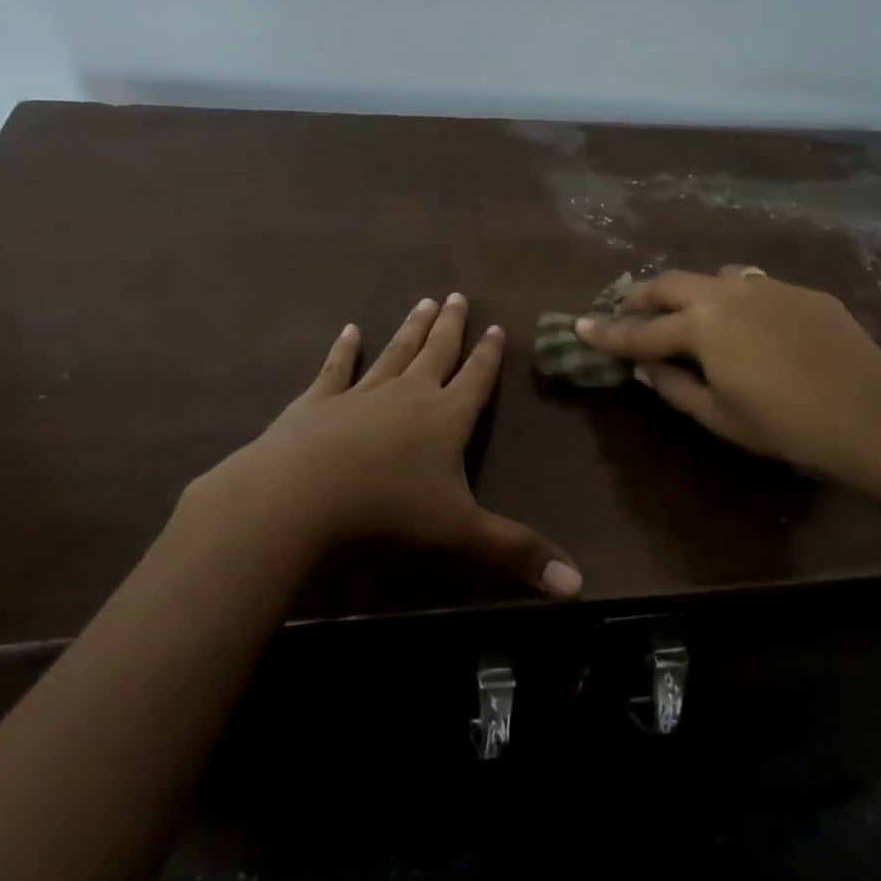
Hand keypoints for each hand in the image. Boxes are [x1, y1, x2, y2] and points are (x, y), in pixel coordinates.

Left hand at [175, 294, 582, 596]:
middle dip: (451, 326)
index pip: (476, 378)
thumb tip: (579, 584)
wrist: (301, 495)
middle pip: (437, 352)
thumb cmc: (388, 510)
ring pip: (395, 352)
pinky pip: (336, 369)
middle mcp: (409, 394)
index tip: (495, 325)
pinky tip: (349, 330)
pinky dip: (343, 349)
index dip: (489, 354)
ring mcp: (361, 393)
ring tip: (424, 301)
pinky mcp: (319, 402)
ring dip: (411, 328)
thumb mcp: (460, 531)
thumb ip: (517, 551)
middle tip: (457, 296)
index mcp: (446, 417)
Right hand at [576, 266, 880, 485]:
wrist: (872, 415)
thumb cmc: (786, 426)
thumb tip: (648, 367)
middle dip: (641, 297)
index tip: (579, 326)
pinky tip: (747, 323)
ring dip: (689, 292)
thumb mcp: (720, 417)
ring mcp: (769, 286)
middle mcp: (728, 292)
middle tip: (624, 309)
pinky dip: (733, 298)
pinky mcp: (802, 292)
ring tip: (686, 312)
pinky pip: (754, 285)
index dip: (607, 333)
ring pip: (714, 276)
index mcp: (702, 326)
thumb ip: (675, 387)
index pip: (641, 331)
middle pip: (670, 285)